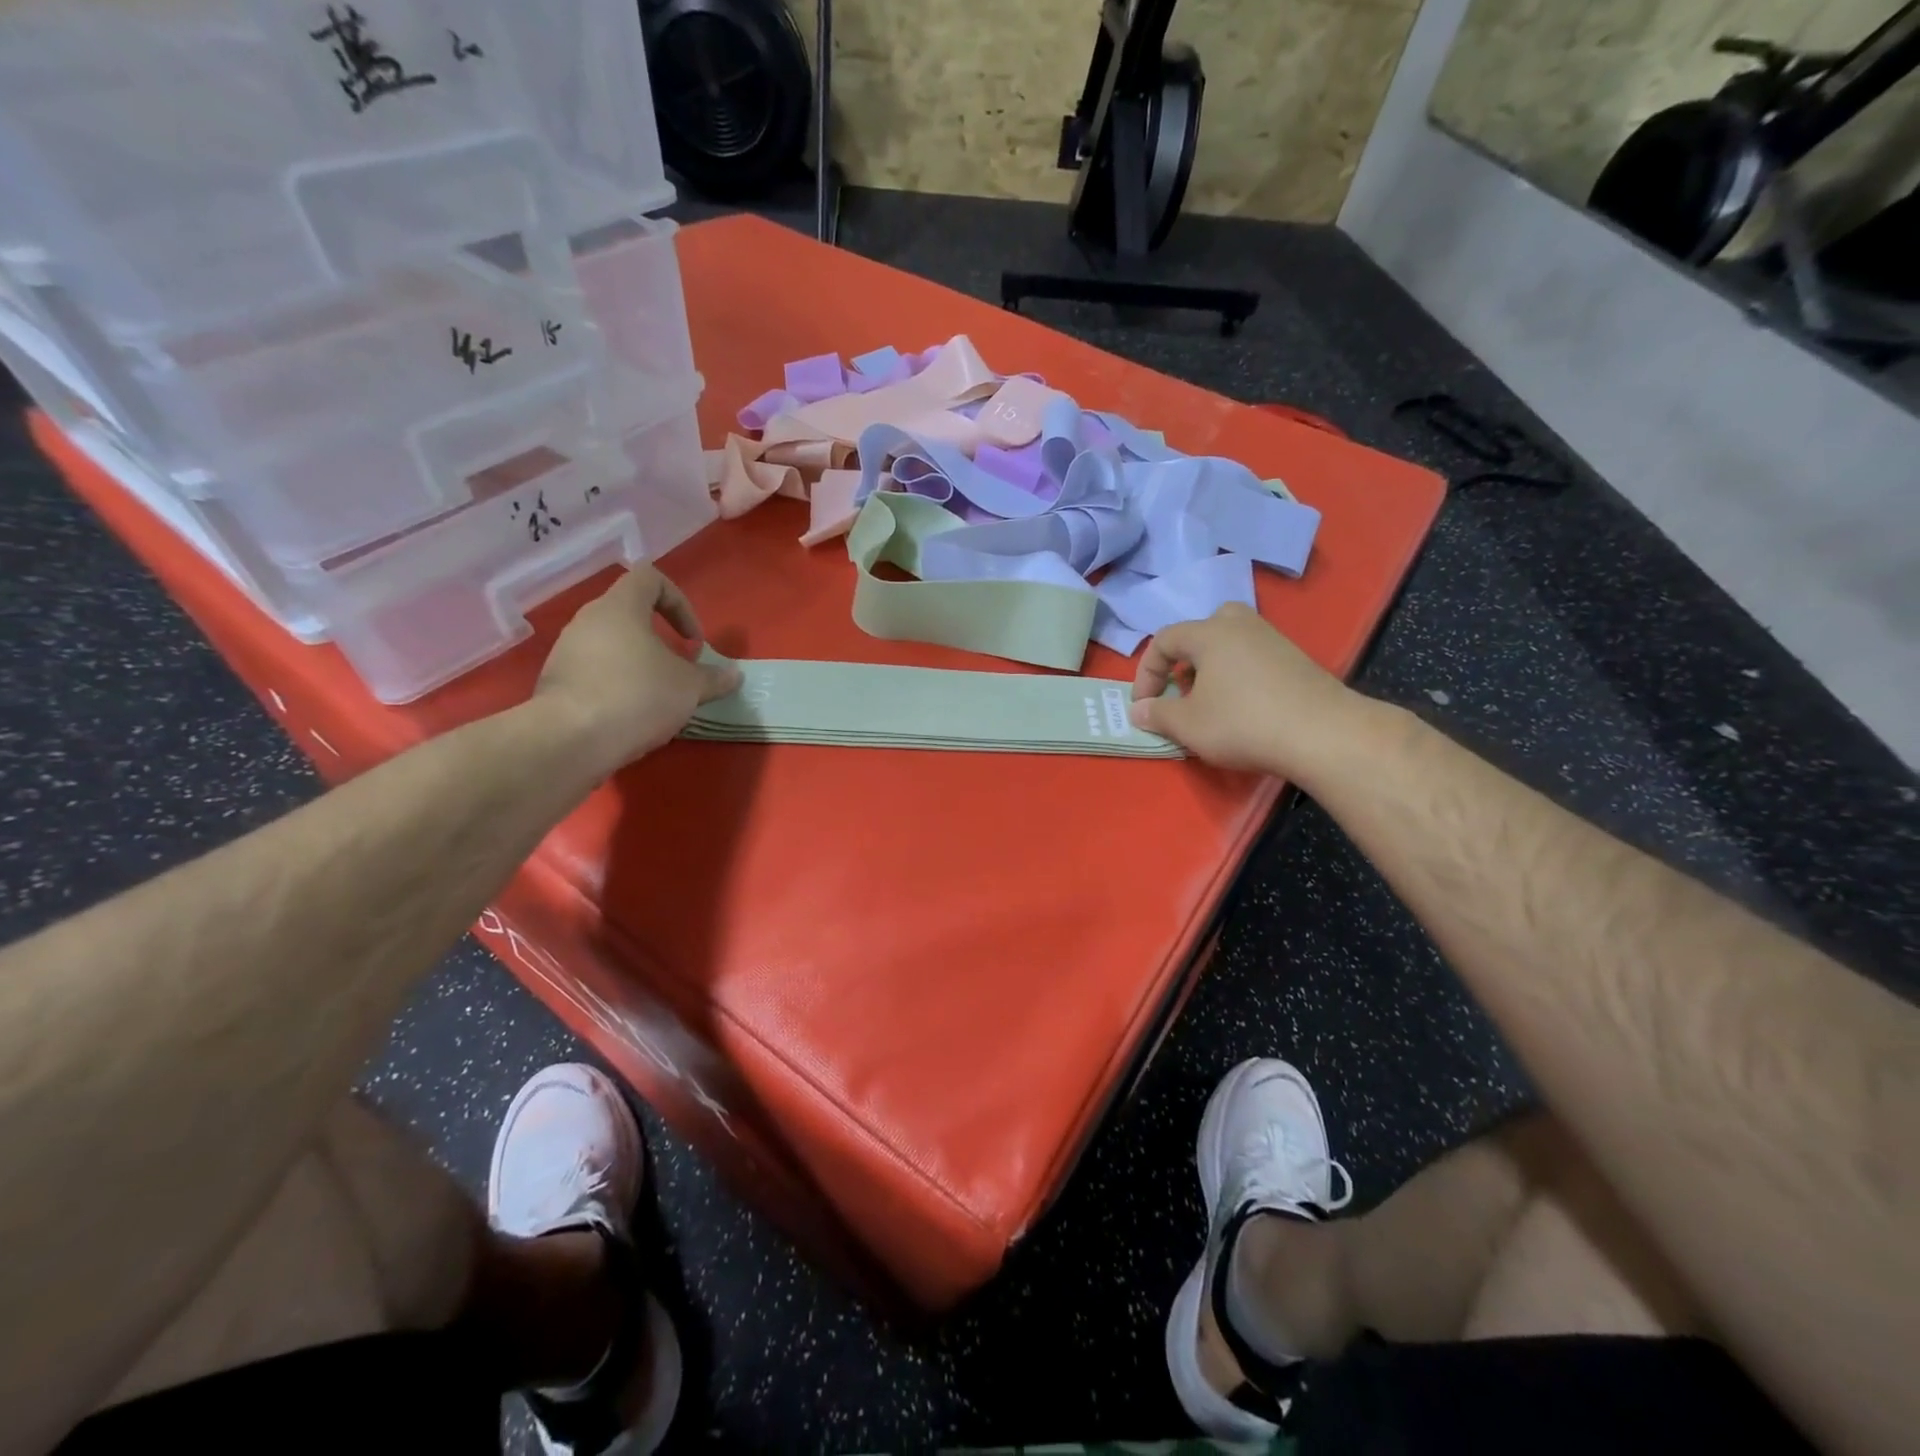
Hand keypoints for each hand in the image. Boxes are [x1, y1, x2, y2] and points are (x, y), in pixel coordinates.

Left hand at [534, 565, 741, 767]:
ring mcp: (566, 651)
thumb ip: (713, 678)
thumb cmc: (637, 696)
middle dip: (660, 639)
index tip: (692, 639)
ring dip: (638, 664)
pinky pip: (594, 672)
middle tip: (679, 669)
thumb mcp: (689, 688)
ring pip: (611, 645)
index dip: (679, 602)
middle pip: (629, 613)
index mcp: (620, 607)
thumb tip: (734, 675)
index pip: (650, 578)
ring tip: (657, 697)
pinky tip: (631, 715)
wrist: (571, 740)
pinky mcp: (556, 682)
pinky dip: (616, 685)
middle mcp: (588, 620)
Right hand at [1128, 603, 1367, 779]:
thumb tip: (1139, 710)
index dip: (1146, 673)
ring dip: (1212, 668)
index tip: (1144, 706)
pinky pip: (1254, 657)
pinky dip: (1239, 675)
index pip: (1163, 640)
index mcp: (1209, 633)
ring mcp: (1273, 640)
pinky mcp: (1297, 660)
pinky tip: (1244, 708)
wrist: (1323, 734)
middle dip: (1184, 659)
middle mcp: (1241, 626)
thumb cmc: (1243, 724)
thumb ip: (1157, 714)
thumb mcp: (1188, 725)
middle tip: (1183, 688)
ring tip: (1210, 702)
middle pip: (1203, 629)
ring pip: (1231, 642)